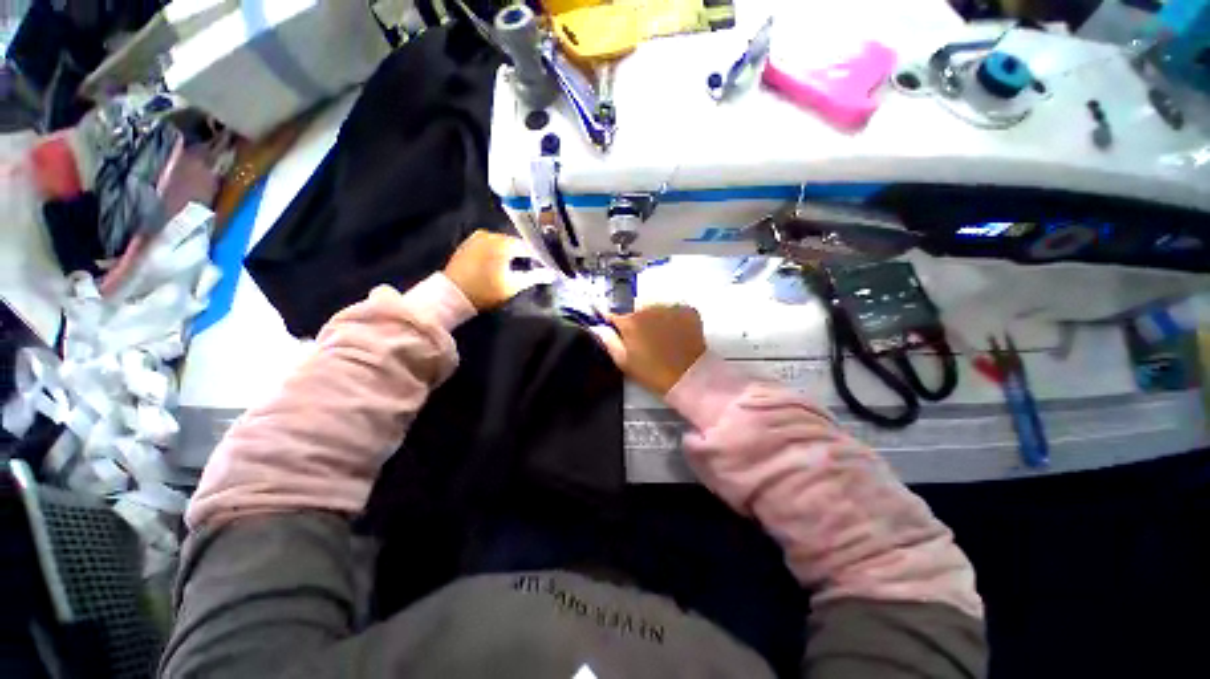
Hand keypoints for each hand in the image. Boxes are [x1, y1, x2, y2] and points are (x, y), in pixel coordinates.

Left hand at [444, 230, 552, 310]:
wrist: (451, 295)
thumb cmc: (485, 291)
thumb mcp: (513, 286)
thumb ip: (534, 277)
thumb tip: (552, 273)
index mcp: (502, 242)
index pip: (528, 247)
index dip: (538, 257)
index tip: (546, 267)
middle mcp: (490, 234)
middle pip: (514, 243)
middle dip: (524, 254)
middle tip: (534, 267)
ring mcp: (476, 237)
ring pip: (501, 243)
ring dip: (510, 253)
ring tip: (519, 266)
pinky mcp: (468, 244)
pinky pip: (489, 245)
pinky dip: (497, 252)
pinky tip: (501, 263)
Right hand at [593, 305, 706, 395]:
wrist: (688, 377)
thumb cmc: (652, 372)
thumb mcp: (624, 361)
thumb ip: (608, 341)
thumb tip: (597, 327)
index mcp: (630, 321)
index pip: (612, 313)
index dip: (612, 320)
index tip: (614, 326)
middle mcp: (648, 308)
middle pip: (635, 307)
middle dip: (636, 318)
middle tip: (643, 337)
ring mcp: (670, 307)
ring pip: (656, 306)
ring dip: (655, 316)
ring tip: (662, 335)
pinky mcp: (687, 310)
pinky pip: (674, 309)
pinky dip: (673, 317)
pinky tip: (676, 332)